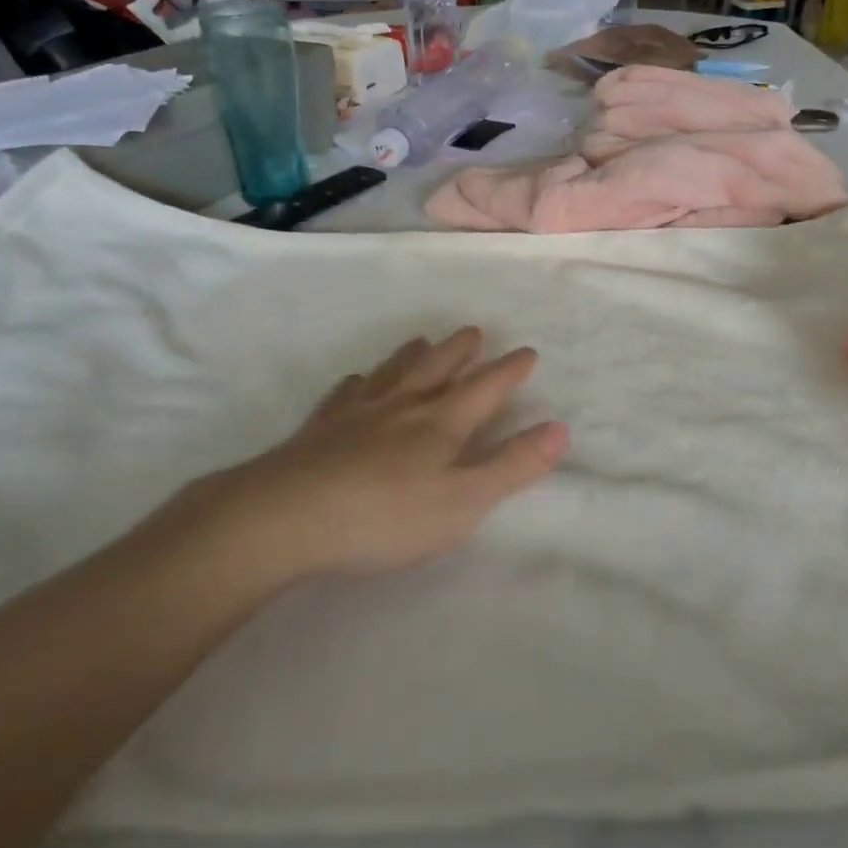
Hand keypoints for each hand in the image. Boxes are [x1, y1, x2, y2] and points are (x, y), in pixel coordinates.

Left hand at [172, 328, 568, 585]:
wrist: (287, 516)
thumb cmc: (386, 515)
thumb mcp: (463, 501)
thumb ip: (513, 466)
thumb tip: (560, 429)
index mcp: (442, 422)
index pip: (486, 388)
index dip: (510, 370)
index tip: (527, 351)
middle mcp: (403, 406)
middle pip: (438, 367)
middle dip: (462, 350)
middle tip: (475, 331)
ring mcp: (358, 413)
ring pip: (394, 372)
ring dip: (414, 355)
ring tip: (423, 341)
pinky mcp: (321, 429)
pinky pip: (345, 394)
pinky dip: (359, 383)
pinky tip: (355, 382)